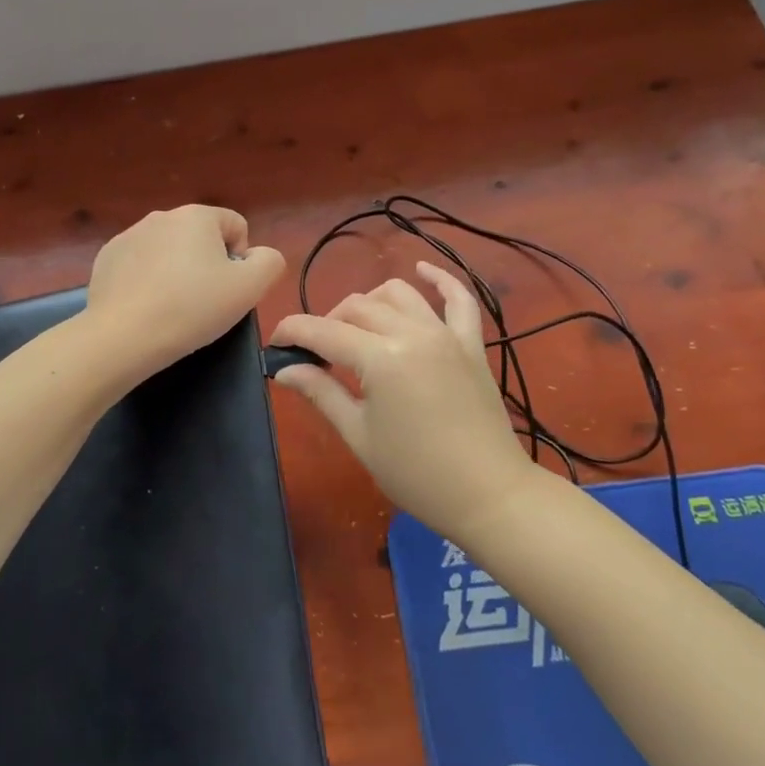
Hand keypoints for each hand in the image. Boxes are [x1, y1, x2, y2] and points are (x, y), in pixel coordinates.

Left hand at [87, 206, 284, 381]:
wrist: (122, 336)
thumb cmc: (192, 308)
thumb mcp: (249, 288)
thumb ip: (269, 262)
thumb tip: (259, 255)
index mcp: (197, 215)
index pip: (236, 226)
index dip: (241, 259)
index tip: (228, 290)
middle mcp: (161, 216)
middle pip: (201, 237)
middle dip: (207, 264)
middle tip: (203, 302)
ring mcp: (129, 235)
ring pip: (169, 250)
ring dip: (177, 271)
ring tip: (172, 307)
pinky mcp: (107, 258)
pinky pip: (140, 264)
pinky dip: (147, 280)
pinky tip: (145, 307)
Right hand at [269, 262, 535, 543]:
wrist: (490, 496)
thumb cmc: (417, 474)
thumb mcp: (360, 436)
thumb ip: (322, 393)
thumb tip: (284, 370)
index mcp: (381, 359)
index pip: (324, 331)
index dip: (293, 331)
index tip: (275, 342)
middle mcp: (412, 333)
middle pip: (357, 308)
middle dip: (327, 322)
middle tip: (316, 354)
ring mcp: (445, 334)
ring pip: (397, 294)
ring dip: (369, 303)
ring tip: (356, 328)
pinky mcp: (470, 343)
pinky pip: (459, 299)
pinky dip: (440, 279)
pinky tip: (421, 269)